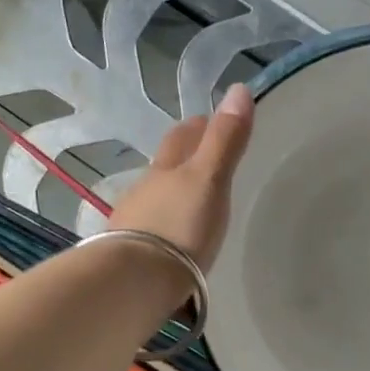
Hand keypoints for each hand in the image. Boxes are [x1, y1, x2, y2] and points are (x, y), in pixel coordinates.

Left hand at [109, 84, 254, 267]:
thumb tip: (239, 88)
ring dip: (172, 197)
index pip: (182, 138)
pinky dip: (164, 229)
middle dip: (182, 158)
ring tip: (193, 204)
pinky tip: (174, 241)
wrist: (135, 282)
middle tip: (205, 160)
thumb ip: (225, 140)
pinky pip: (151, 232)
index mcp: (166, 169)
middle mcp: (144, 190)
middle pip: (164, 167)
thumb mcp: (209, 181)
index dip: (198, 126)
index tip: (210, 121)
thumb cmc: (179, 227)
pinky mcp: (130, 256)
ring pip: (155, 200)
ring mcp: (133, 224)